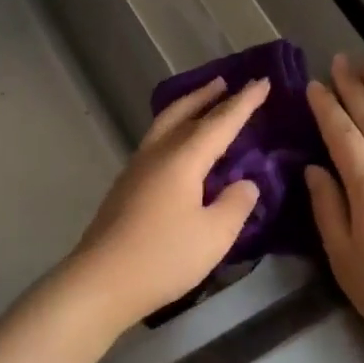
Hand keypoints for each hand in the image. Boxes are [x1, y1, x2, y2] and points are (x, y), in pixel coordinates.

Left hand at [65, 76, 270, 330]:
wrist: (101, 281)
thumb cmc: (163, 257)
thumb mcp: (215, 235)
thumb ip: (236, 204)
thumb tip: (244, 183)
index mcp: (182, 159)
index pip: (220, 122)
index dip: (244, 103)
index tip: (262, 81)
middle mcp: (157, 154)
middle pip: (184, 113)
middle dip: (207, 96)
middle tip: (226, 81)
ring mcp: (136, 169)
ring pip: (164, 125)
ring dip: (187, 109)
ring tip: (203, 104)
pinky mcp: (126, 187)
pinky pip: (156, 143)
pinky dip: (174, 130)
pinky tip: (179, 148)